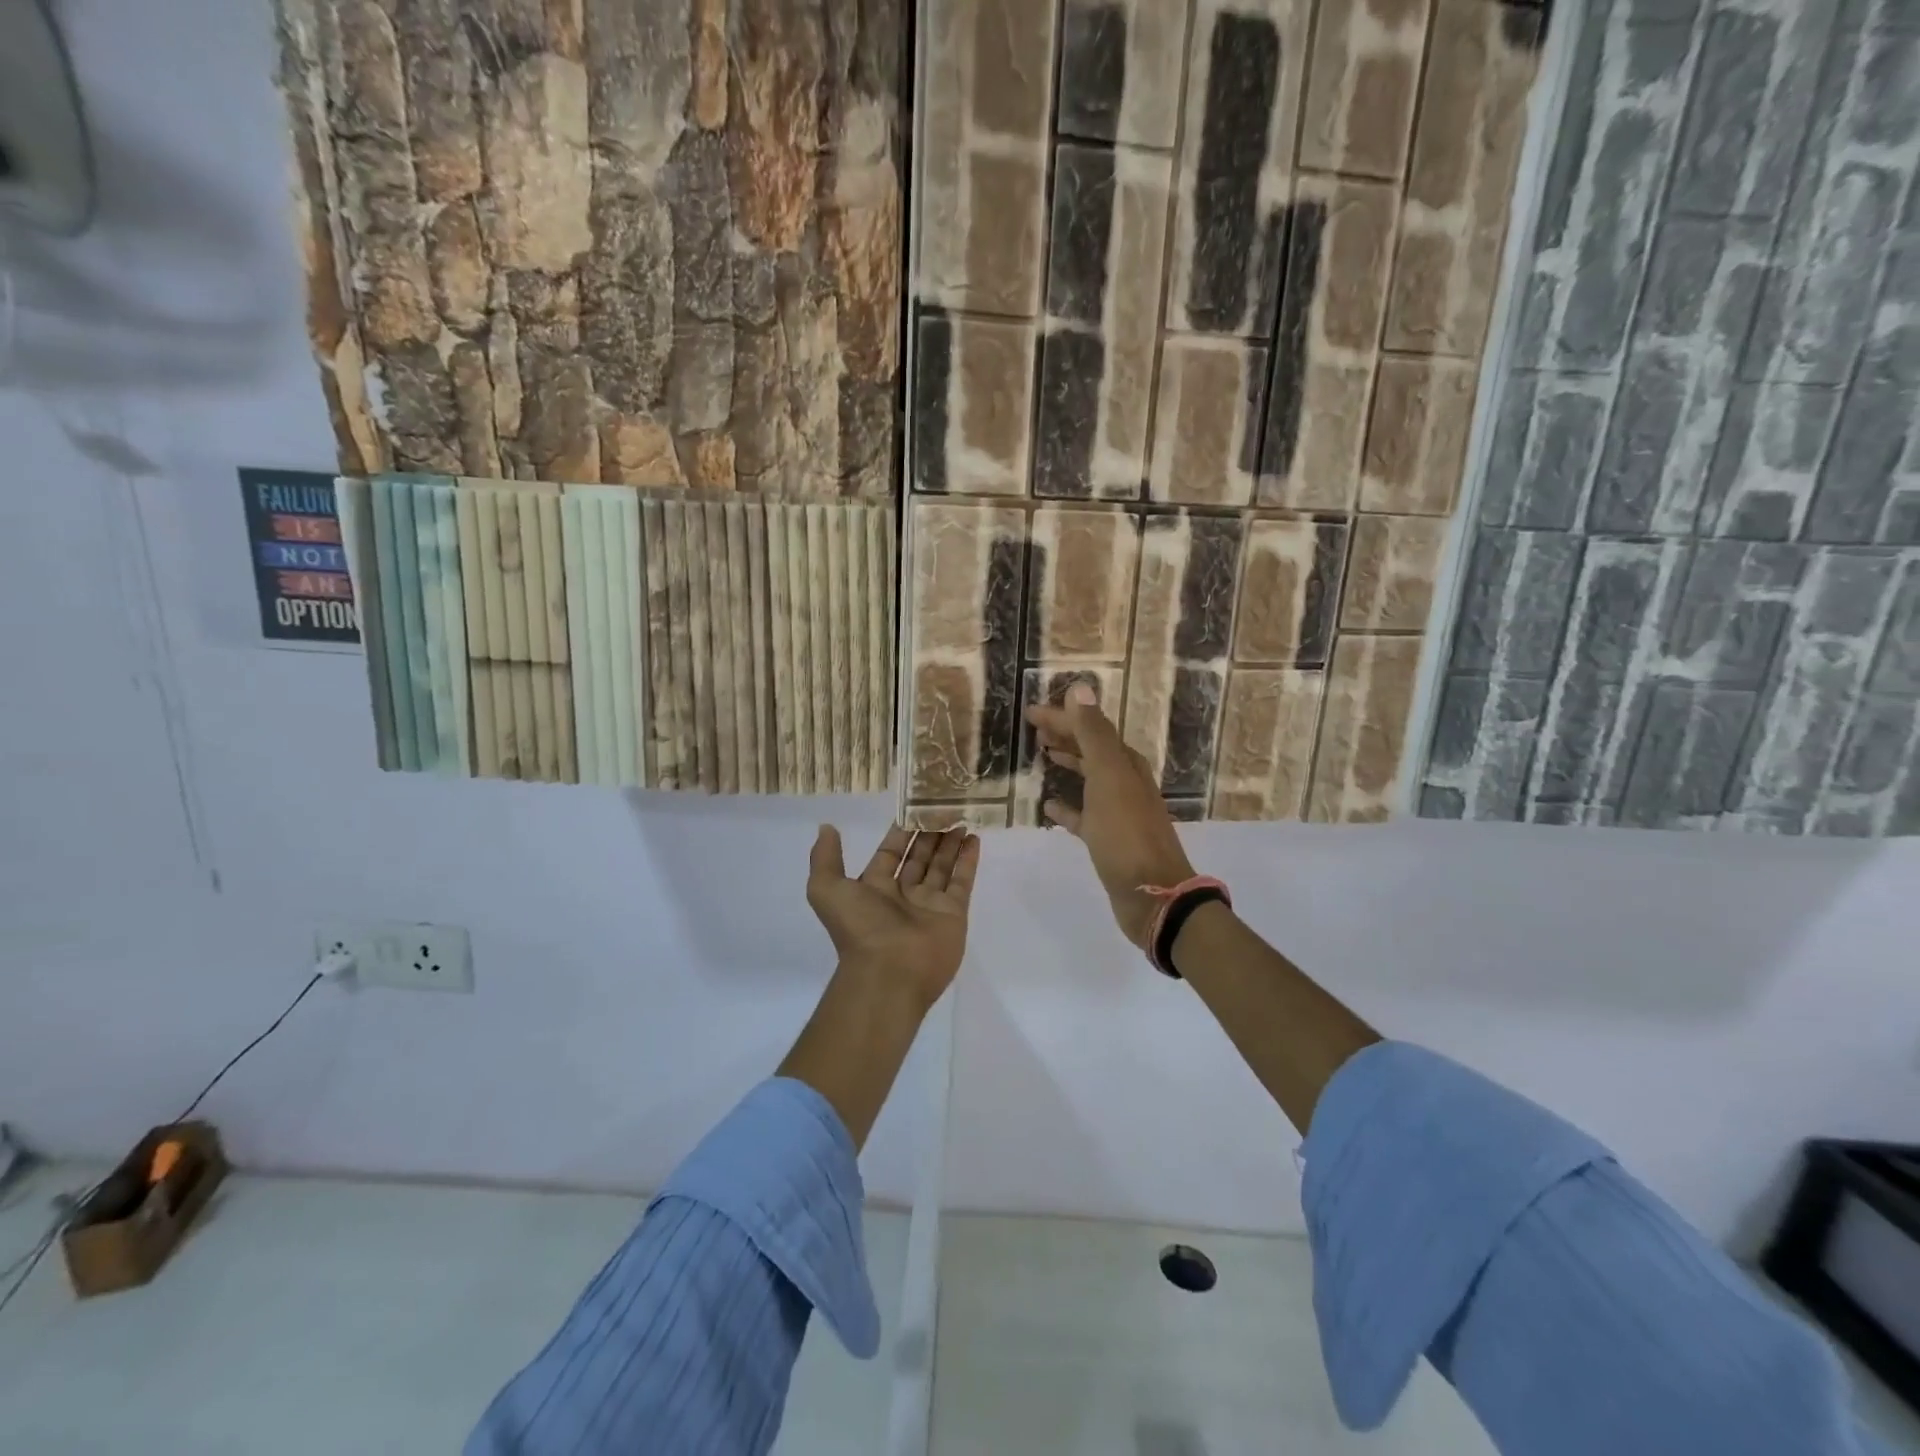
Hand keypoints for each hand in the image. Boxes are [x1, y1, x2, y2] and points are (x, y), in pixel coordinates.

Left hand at [806, 824, 980, 1010]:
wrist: (890, 972)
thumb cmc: (860, 927)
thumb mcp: (827, 889)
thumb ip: (826, 858)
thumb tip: (827, 828)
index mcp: (874, 888)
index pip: (890, 852)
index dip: (901, 831)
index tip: (914, 806)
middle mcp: (902, 894)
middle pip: (919, 857)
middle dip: (929, 833)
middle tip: (943, 806)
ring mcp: (930, 904)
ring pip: (941, 866)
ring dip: (950, 843)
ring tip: (960, 817)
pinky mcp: (953, 913)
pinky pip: (961, 881)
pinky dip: (968, 860)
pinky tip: (973, 838)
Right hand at [1025, 683, 1195, 947]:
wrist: (1152, 894)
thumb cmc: (1127, 833)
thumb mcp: (1109, 777)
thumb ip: (1094, 734)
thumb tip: (1080, 689)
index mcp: (1125, 764)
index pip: (1090, 728)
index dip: (1062, 717)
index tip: (1030, 712)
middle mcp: (1125, 782)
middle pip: (1091, 749)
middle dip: (1066, 735)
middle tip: (1034, 729)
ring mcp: (1118, 812)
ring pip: (1089, 778)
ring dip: (1068, 763)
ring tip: (1043, 755)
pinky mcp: (1109, 839)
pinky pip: (1083, 815)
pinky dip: (1066, 807)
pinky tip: (1049, 806)